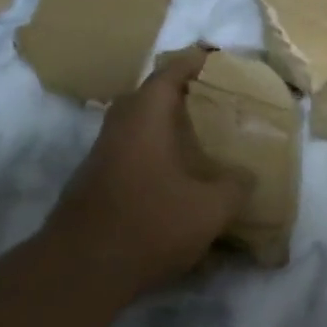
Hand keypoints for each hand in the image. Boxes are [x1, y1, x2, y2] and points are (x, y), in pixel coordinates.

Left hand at [40, 52, 248, 309]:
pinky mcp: (94, 184)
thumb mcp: (211, 208)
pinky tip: (173, 177)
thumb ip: (235, 187)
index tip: (213, 56)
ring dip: (162, 126)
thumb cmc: (151, 224)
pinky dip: (152, 154)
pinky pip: (129, 154)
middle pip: (147, 97)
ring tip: (196, 136)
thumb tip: (244, 177)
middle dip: (177, 93)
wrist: (82, 270)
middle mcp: (118, 129)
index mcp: (145, 119)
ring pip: (135, 128)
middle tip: (209, 99)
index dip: (193, 62)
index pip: (168, 74)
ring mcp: (101, 157)